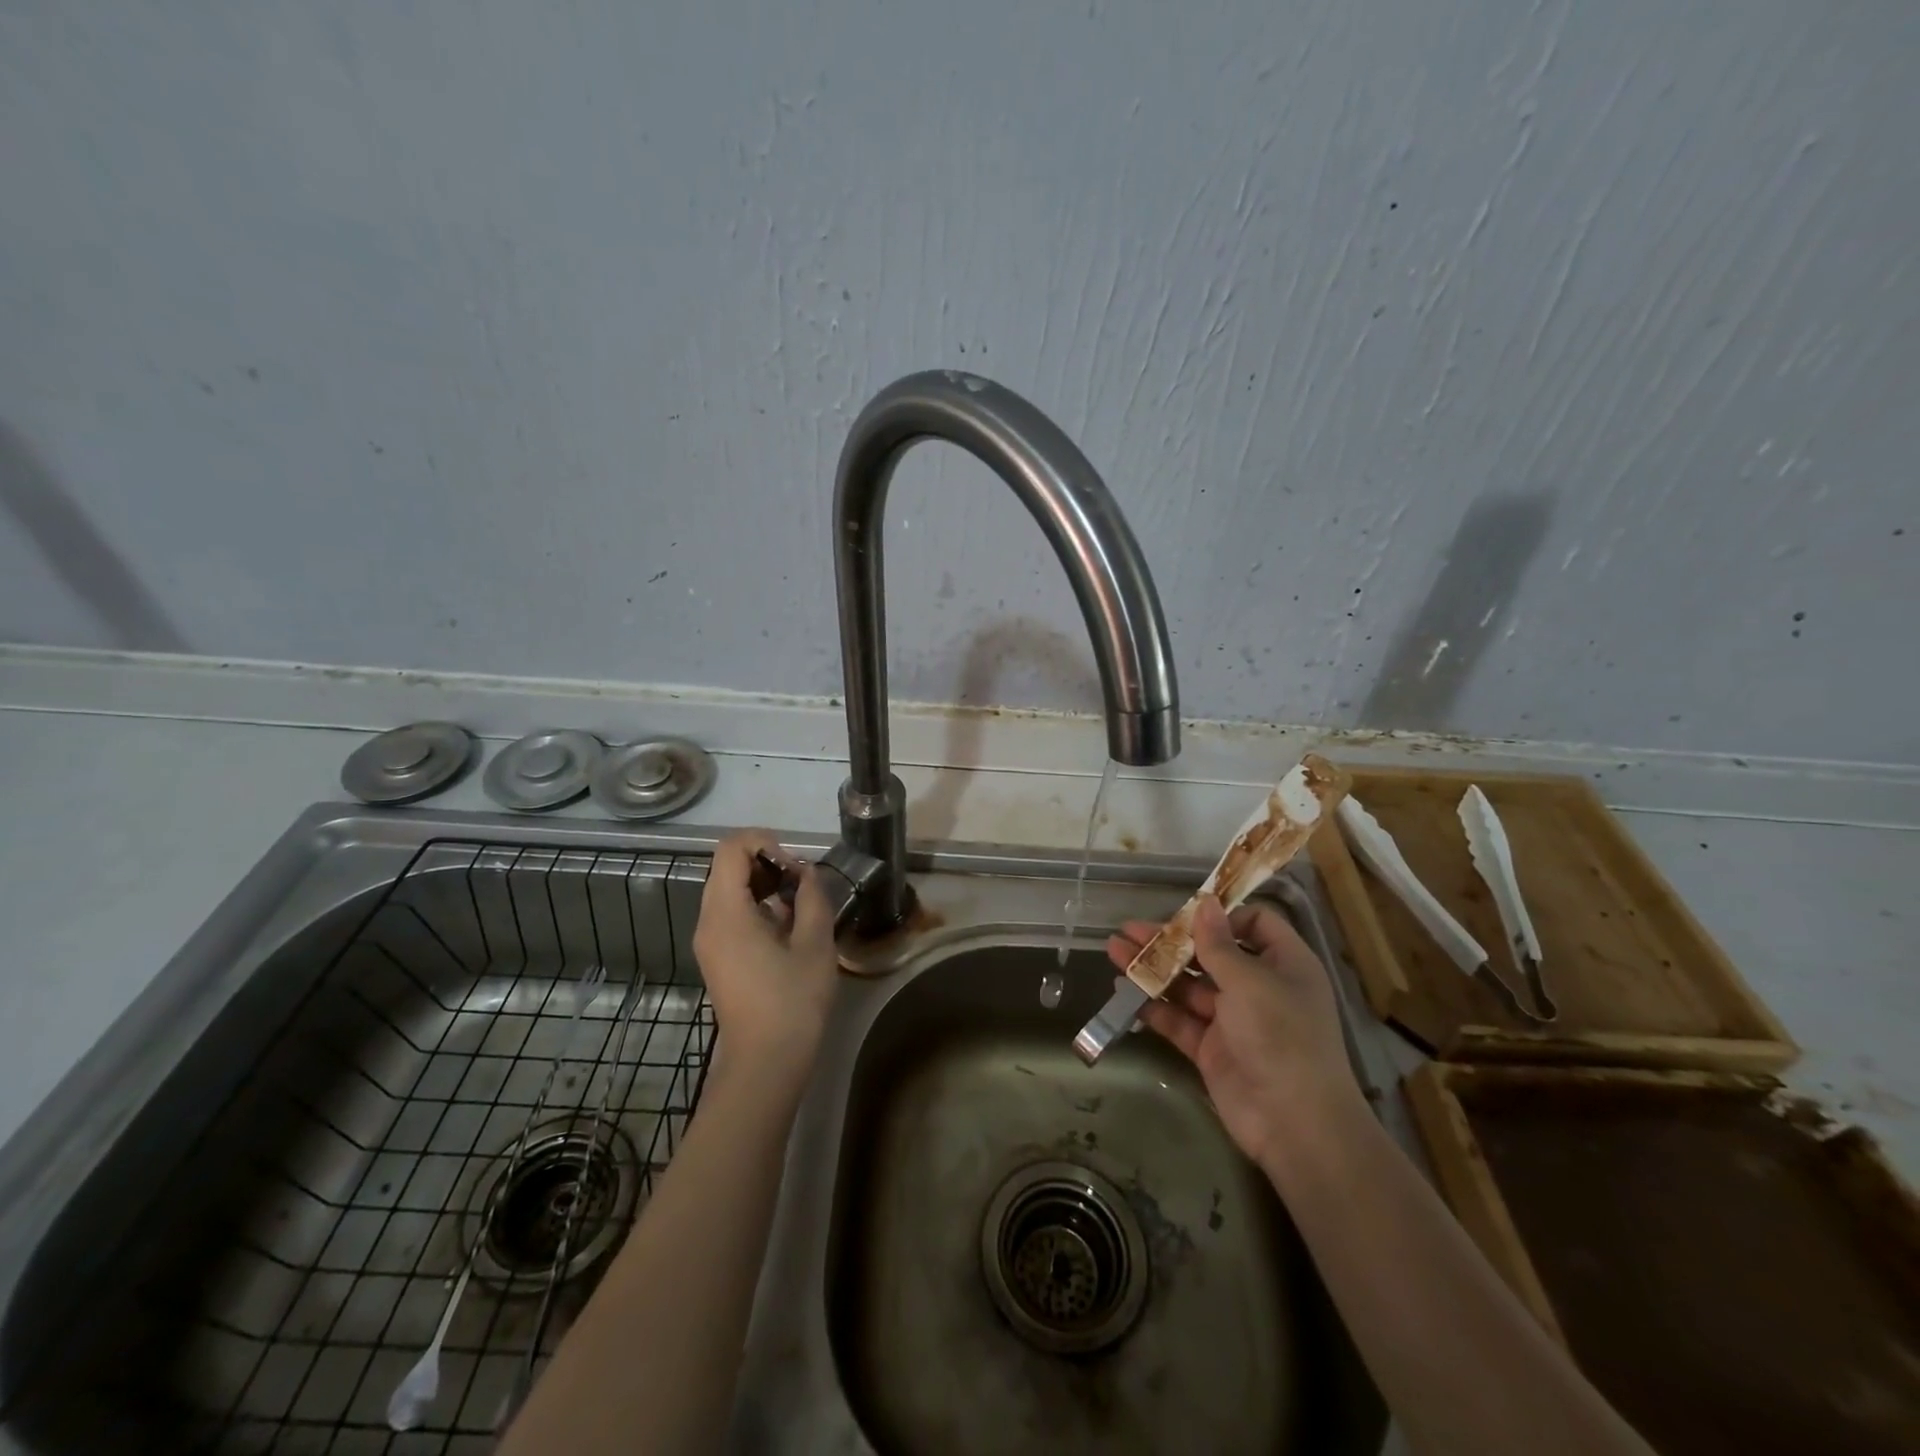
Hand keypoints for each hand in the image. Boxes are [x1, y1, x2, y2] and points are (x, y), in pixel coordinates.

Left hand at [692, 831, 839, 1076]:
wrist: (766, 1063)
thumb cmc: (792, 1001)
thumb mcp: (815, 943)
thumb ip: (812, 897)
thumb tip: (804, 874)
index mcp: (726, 913)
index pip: (730, 849)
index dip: (764, 841)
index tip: (794, 865)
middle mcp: (708, 921)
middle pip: (727, 867)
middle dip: (766, 862)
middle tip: (801, 883)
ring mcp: (709, 941)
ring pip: (729, 890)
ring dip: (763, 884)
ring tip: (799, 904)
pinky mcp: (717, 957)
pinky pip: (731, 913)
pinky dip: (757, 906)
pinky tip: (787, 928)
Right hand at [1107, 896, 1363, 1173]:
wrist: (1294, 1123)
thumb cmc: (1281, 1036)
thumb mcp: (1250, 982)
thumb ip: (1218, 944)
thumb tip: (1205, 902)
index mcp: (1283, 964)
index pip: (1254, 924)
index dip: (1221, 916)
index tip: (1185, 914)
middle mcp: (1258, 987)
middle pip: (1210, 953)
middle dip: (1170, 941)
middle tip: (1129, 929)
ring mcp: (1233, 1020)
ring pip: (1187, 985)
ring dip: (1153, 969)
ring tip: (1114, 951)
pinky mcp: (1211, 1048)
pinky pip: (1178, 1019)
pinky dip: (1152, 1005)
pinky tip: (1123, 991)